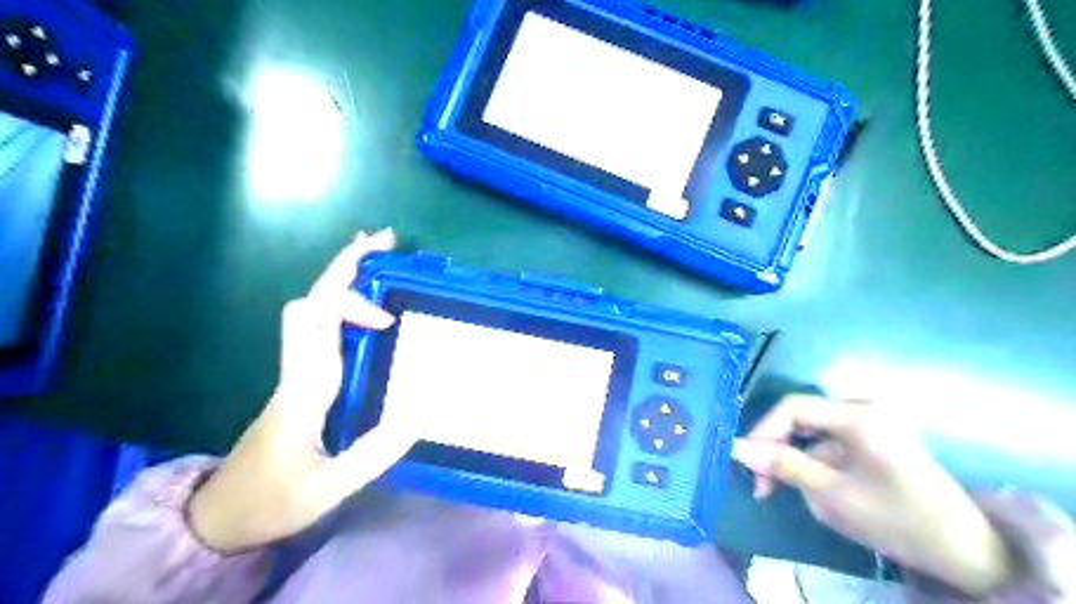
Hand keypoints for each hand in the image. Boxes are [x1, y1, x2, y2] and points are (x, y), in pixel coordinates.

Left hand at [185, 228, 422, 554]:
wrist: (222, 516)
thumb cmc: (274, 501)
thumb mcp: (329, 487)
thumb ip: (376, 452)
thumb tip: (422, 409)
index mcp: (303, 388)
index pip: (318, 322)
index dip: (354, 306)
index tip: (389, 323)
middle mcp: (297, 369)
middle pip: (310, 301)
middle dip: (345, 266)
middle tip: (385, 241)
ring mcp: (297, 372)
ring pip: (311, 309)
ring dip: (343, 278)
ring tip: (379, 257)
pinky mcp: (302, 380)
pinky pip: (320, 328)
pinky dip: (342, 303)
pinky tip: (367, 306)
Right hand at [732, 393, 1018, 595]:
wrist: (967, 551)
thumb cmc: (897, 520)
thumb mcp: (833, 495)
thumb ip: (783, 466)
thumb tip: (736, 447)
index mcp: (857, 417)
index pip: (793, 407)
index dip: (763, 431)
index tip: (745, 461)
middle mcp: (862, 410)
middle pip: (800, 417)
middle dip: (775, 447)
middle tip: (760, 483)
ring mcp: (870, 425)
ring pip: (811, 432)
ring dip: (792, 458)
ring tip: (781, 491)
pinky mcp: (873, 440)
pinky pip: (829, 443)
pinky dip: (812, 462)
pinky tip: (811, 488)